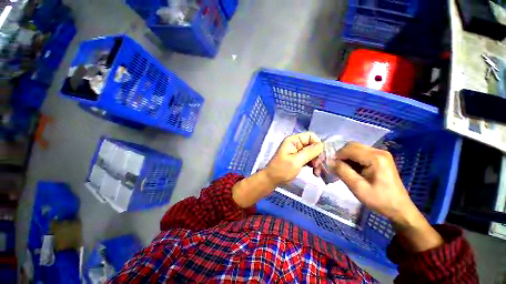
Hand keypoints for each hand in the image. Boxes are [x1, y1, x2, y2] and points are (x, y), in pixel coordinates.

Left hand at [265, 132, 322, 185]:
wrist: (272, 179)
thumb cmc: (282, 169)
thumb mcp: (296, 161)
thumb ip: (309, 152)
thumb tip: (321, 145)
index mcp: (293, 140)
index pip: (311, 136)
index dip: (317, 145)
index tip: (320, 157)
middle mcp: (295, 143)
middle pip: (312, 145)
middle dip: (317, 155)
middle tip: (318, 167)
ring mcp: (296, 150)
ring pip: (312, 152)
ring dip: (316, 161)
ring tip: (316, 172)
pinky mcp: (297, 157)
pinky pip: (308, 158)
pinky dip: (312, 164)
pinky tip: (314, 172)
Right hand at [328, 142, 412, 222]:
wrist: (398, 208)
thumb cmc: (379, 199)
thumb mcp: (357, 187)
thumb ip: (342, 171)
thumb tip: (329, 161)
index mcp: (375, 158)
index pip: (349, 149)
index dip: (337, 156)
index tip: (331, 166)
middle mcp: (379, 151)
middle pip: (352, 146)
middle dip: (341, 155)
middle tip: (336, 167)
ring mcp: (381, 153)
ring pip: (355, 148)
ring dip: (346, 157)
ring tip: (344, 169)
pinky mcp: (380, 157)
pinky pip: (361, 153)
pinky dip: (352, 159)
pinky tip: (352, 169)